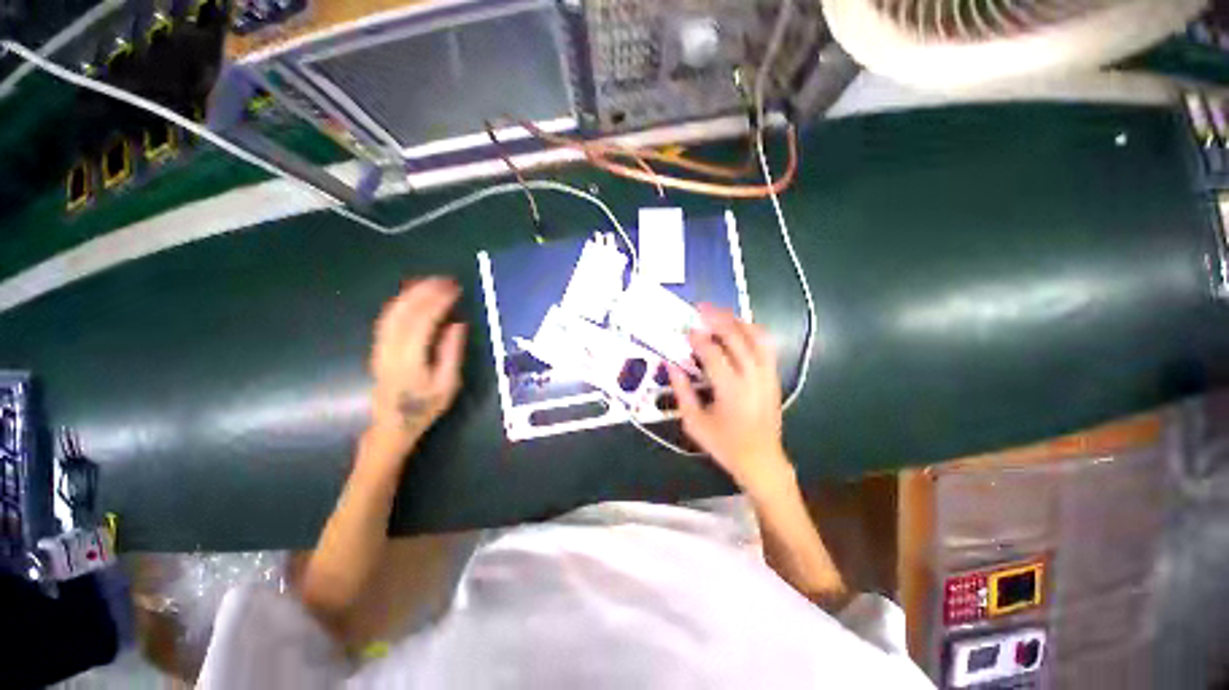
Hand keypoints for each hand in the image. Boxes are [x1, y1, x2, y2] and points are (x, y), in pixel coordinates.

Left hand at [368, 278, 466, 451]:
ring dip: (411, 293)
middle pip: (405, 311)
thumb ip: (451, 352)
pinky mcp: (378, 347)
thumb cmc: (425, 407)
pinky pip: (387, 318)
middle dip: (425, 291)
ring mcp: (380, 346)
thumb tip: (458, 323)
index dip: (439, 301)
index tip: (455, 289)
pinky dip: (401, 302)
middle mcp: (391, 348)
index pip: (423, 320)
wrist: (392, 424)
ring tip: (431, 282)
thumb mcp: (447, 384)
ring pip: (393, 312)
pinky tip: (412, 296)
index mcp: (410, 358)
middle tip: (445, 279)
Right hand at [667, 305, 791, 493]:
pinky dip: (753, 331)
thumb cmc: (725, 444)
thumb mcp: (695, 422)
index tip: (687, 328)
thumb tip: (671, 365)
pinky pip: (766, 346)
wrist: (761, 460)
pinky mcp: (773, 377)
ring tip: (720, 313)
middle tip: (702, 308)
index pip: (713, 353)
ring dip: (737, 321)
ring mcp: (767, 375)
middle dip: (718, 319)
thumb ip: (682, 391)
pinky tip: (740, 328)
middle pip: (737, 337)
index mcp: (731, 389)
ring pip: (756, 337)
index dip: (698, 338)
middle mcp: (753, 376)